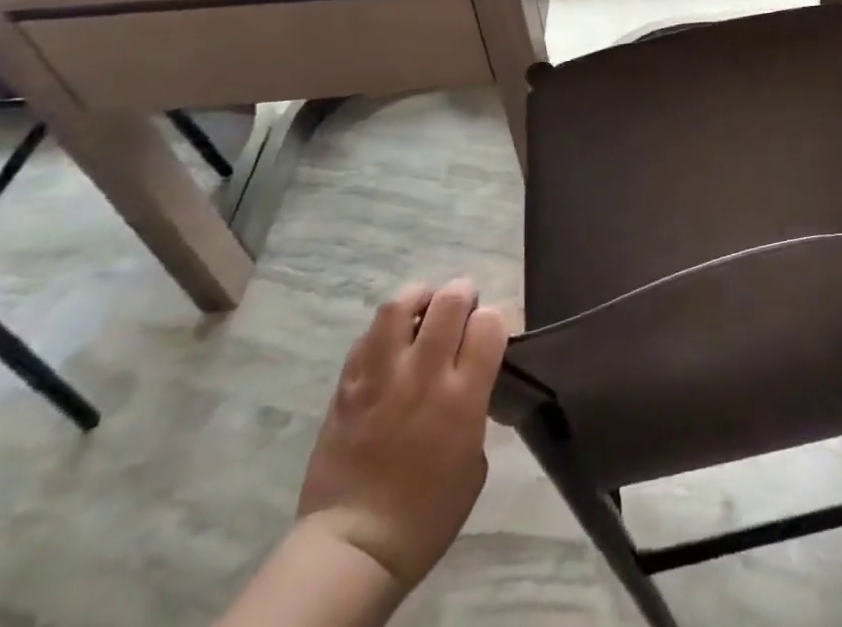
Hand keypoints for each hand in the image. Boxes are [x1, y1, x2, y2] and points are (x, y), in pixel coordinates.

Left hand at [297, 279, 507, 589]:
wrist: (354, 548)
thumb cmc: (427, 514)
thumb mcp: (474, 460)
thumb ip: (476, 407)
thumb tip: (471, 380)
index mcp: (463, 396)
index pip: (489, 322)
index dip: (493, 318)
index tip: (488, 332)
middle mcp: (424, 374)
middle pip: (449, 300)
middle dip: (461, 294)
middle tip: (461, 309)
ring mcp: (382, 377)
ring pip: (399, 306)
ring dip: (417, 299)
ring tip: (422, 311)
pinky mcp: (347, 386)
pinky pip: (367, 337)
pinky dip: (383, 332)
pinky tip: (389, 345)